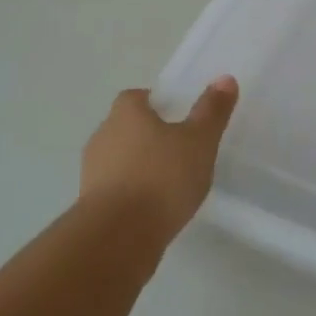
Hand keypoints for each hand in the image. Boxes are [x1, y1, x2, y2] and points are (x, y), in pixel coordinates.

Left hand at [79, 77, 238, 237]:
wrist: (118, 236)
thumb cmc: (162, 177)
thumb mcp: (199, 141)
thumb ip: (212, 111)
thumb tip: (225, 78)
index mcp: (126, 113)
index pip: (135, 97)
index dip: (155, 103)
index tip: (176, 115)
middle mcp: (103, 136)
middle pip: (125, 127)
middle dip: (148, 135)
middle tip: (178, 148)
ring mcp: (91, 172)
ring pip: (118, 159)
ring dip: (138, 166)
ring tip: (169, 183)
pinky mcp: (90, 205)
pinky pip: (114, 189)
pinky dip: (131, 193)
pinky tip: (154, 208)